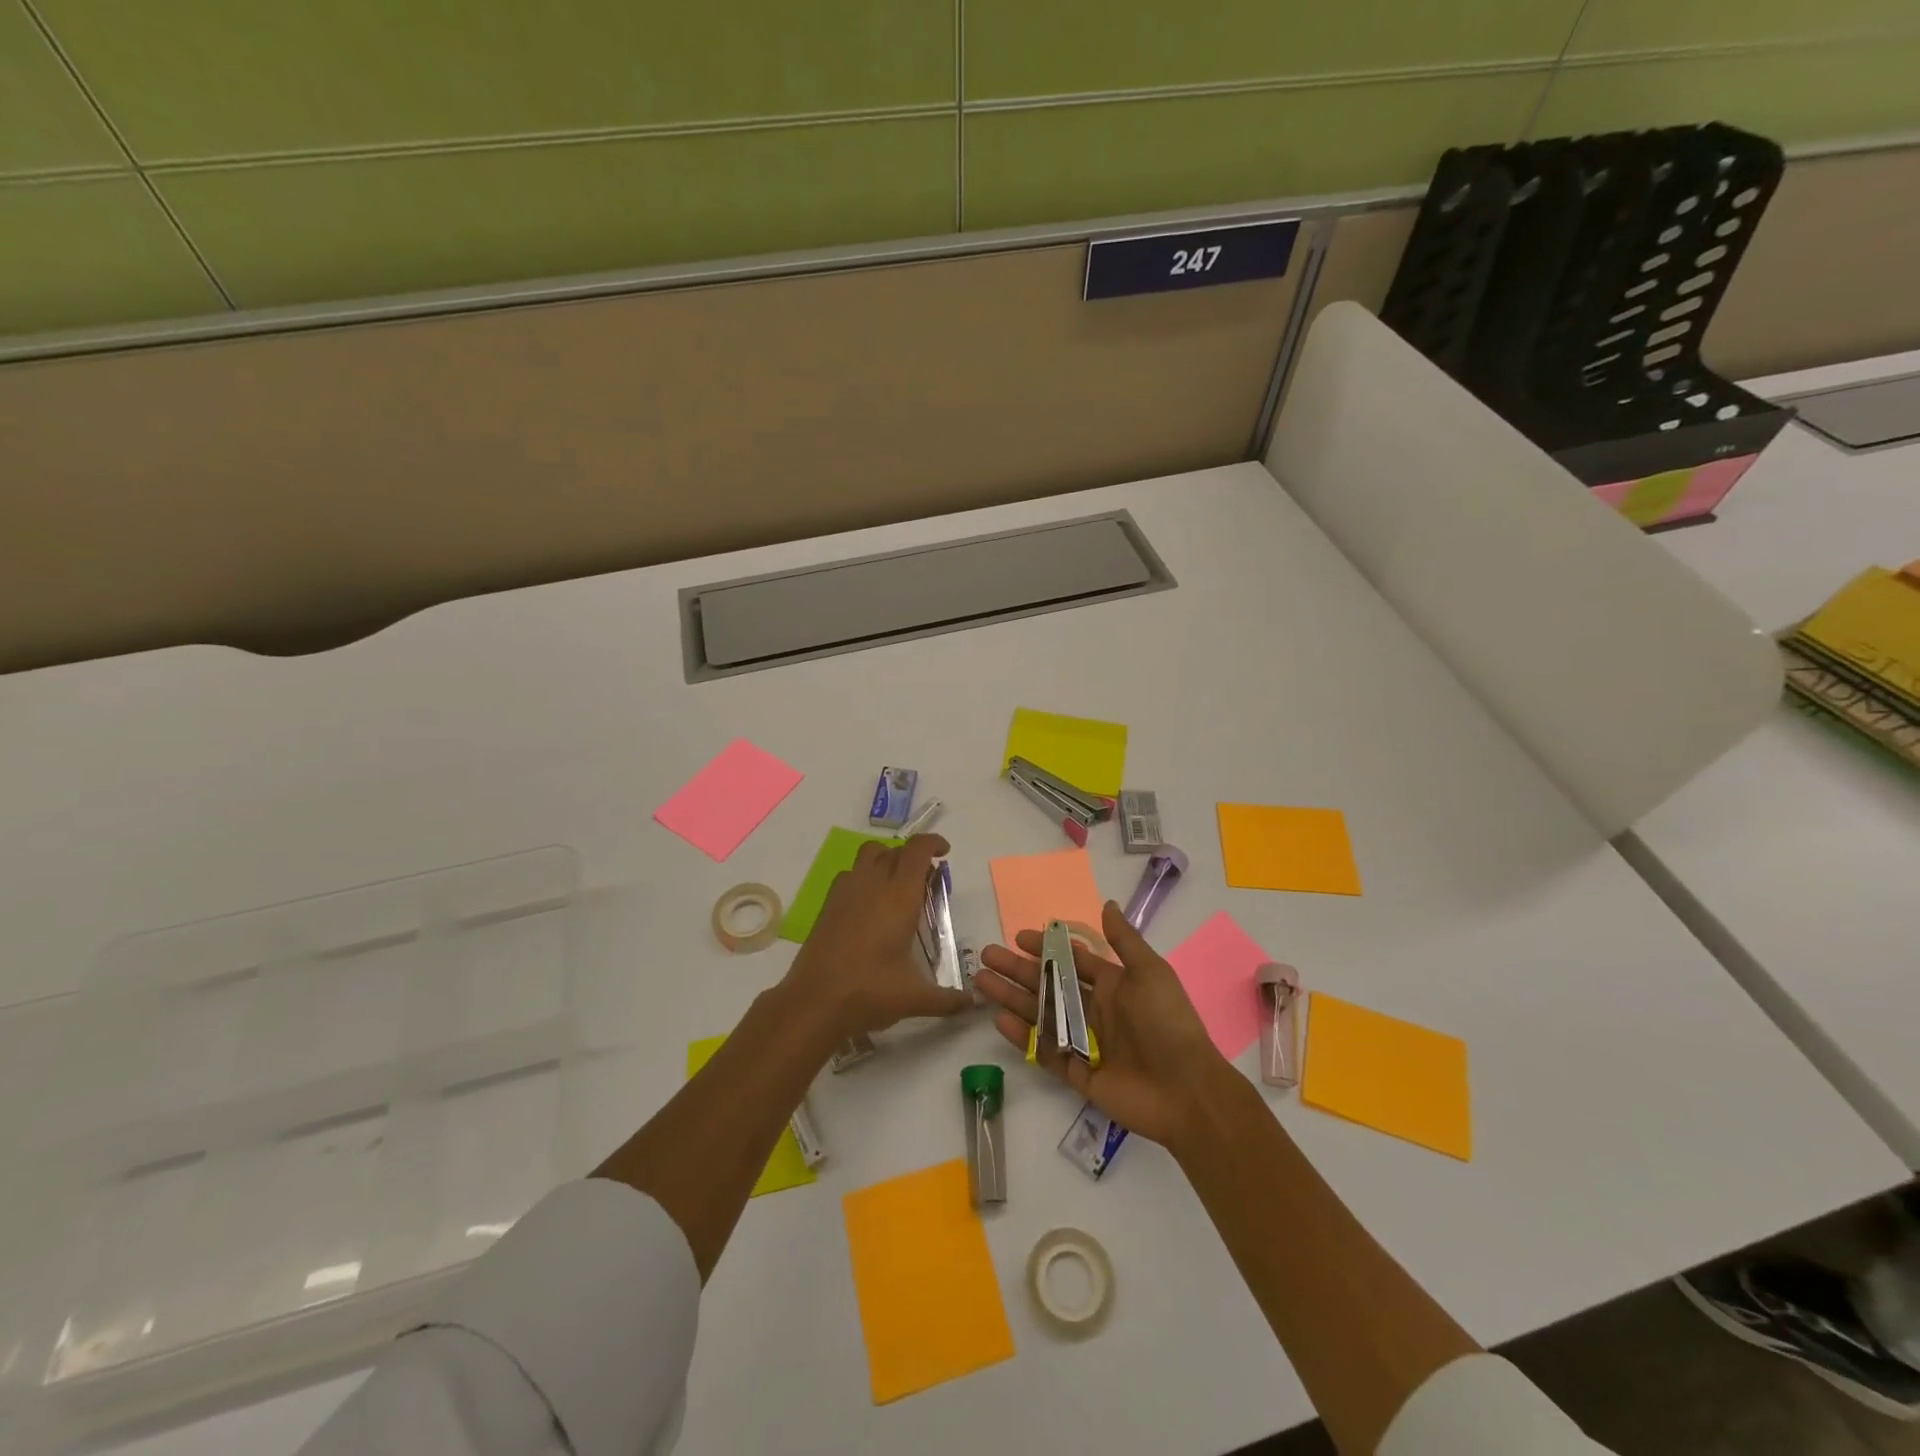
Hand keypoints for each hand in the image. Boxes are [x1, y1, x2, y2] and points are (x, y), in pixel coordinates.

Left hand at [781, 834, 973, 1042]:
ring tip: (897, 886)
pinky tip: (869, 906)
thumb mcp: (914, 998)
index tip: (944, 853)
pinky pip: (850, 874)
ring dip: (887, 859)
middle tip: (926, 881)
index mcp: (899, 897)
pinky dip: (865, 876)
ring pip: (869, 854)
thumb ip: (947, 1000)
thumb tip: (972, 1003)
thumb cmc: (869, 993)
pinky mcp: (828, 904)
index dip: (933, 843)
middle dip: (914, 856)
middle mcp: (873, 885)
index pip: (917, 850)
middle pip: (895, 849)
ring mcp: (846, 891)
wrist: (813, 1003)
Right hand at [977, 899, 1226, 1146]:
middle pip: (1049, 985)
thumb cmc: (1168, 1023)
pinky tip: (1000, 1020)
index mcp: (1114, 986)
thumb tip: (1106, 904)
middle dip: (1017, 970)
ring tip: (981, 983)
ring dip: (1012, 998)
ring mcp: (1085, 1043)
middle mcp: (1096, 1011)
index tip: (1017, 937)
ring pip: (1041, 1014)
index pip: (1072, 961)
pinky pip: (1045, 1052)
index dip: (1046, 948)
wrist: (1187, 1091)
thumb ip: (1124, 940)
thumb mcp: (1150, 972)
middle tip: (986, 956)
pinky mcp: (1078, 1073)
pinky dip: (1023, 1036)